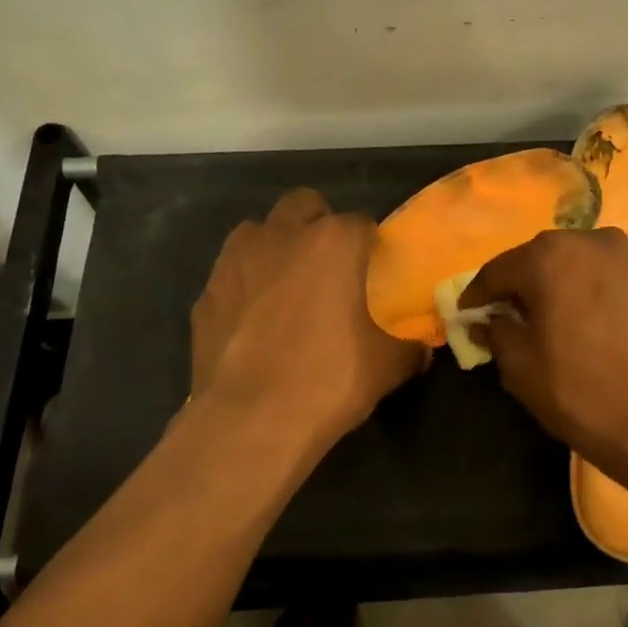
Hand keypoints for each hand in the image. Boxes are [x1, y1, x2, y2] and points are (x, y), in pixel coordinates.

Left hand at [192, 189, 423, 448]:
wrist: (249, 421)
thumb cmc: (328, 381)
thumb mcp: (386, 367)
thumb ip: (409, 348)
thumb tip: (422, 350)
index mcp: (333, 243)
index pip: (361, 222)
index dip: (371, 244)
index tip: (376, 269)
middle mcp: (281, 237)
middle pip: (304, 205)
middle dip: (319, 224)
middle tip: (331, 265)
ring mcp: (235, 262)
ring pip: (257, 230)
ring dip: (275, 245)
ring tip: (287, 284)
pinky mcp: (205, 294)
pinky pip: (230, 274)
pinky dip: (245, 285)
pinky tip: (253, 320)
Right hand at [461, 229, 627, 477]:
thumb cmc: (581, 393)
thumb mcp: (521, 369)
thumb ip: (497, 333)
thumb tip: (488, 321)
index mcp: (551, 258)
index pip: (500, 269)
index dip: (479, 292)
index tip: (468, 311)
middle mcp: (596, 242)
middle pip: (548, 257)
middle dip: (529, 282)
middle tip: (518, 312)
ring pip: (592, 263)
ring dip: (574, 283)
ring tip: (571, 315)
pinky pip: (627, 280)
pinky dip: (612, 294)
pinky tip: (612, 324)